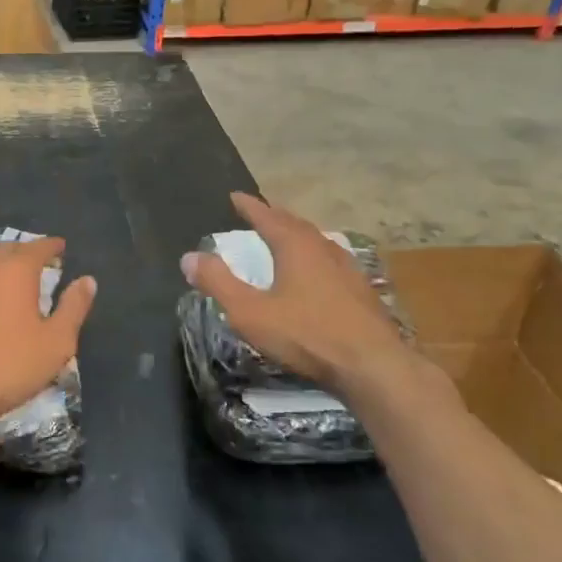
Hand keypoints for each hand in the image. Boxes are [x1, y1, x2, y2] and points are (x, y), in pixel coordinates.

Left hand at [0, 237, 96, 438]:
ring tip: (14, 276)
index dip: (52, 246)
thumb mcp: (57, 340)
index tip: (61, 246)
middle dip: (25, 251)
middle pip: (7, 250)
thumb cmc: (12, 363)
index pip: (37, 248)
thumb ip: (73, 307)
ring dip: (1, 264)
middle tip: (40, 259)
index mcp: (16, 271)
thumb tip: (88, 280)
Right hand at [181, 192, 430, 404]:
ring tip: (286, 237)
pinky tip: (317, 271)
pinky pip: (332, 260)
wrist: (372, 366)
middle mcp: (323, 248)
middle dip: (274, 216)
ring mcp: (347, 268)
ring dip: (297, 234)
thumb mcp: (249, 312)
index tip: (235, 196)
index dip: (249, 206)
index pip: (267, 216)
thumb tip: (189, 257)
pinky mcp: (362, 291)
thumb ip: (218, 282)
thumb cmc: (306, 335)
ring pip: (317, 240)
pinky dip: (315, 255)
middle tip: (260, 212)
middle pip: (295, 223)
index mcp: (295, 246)